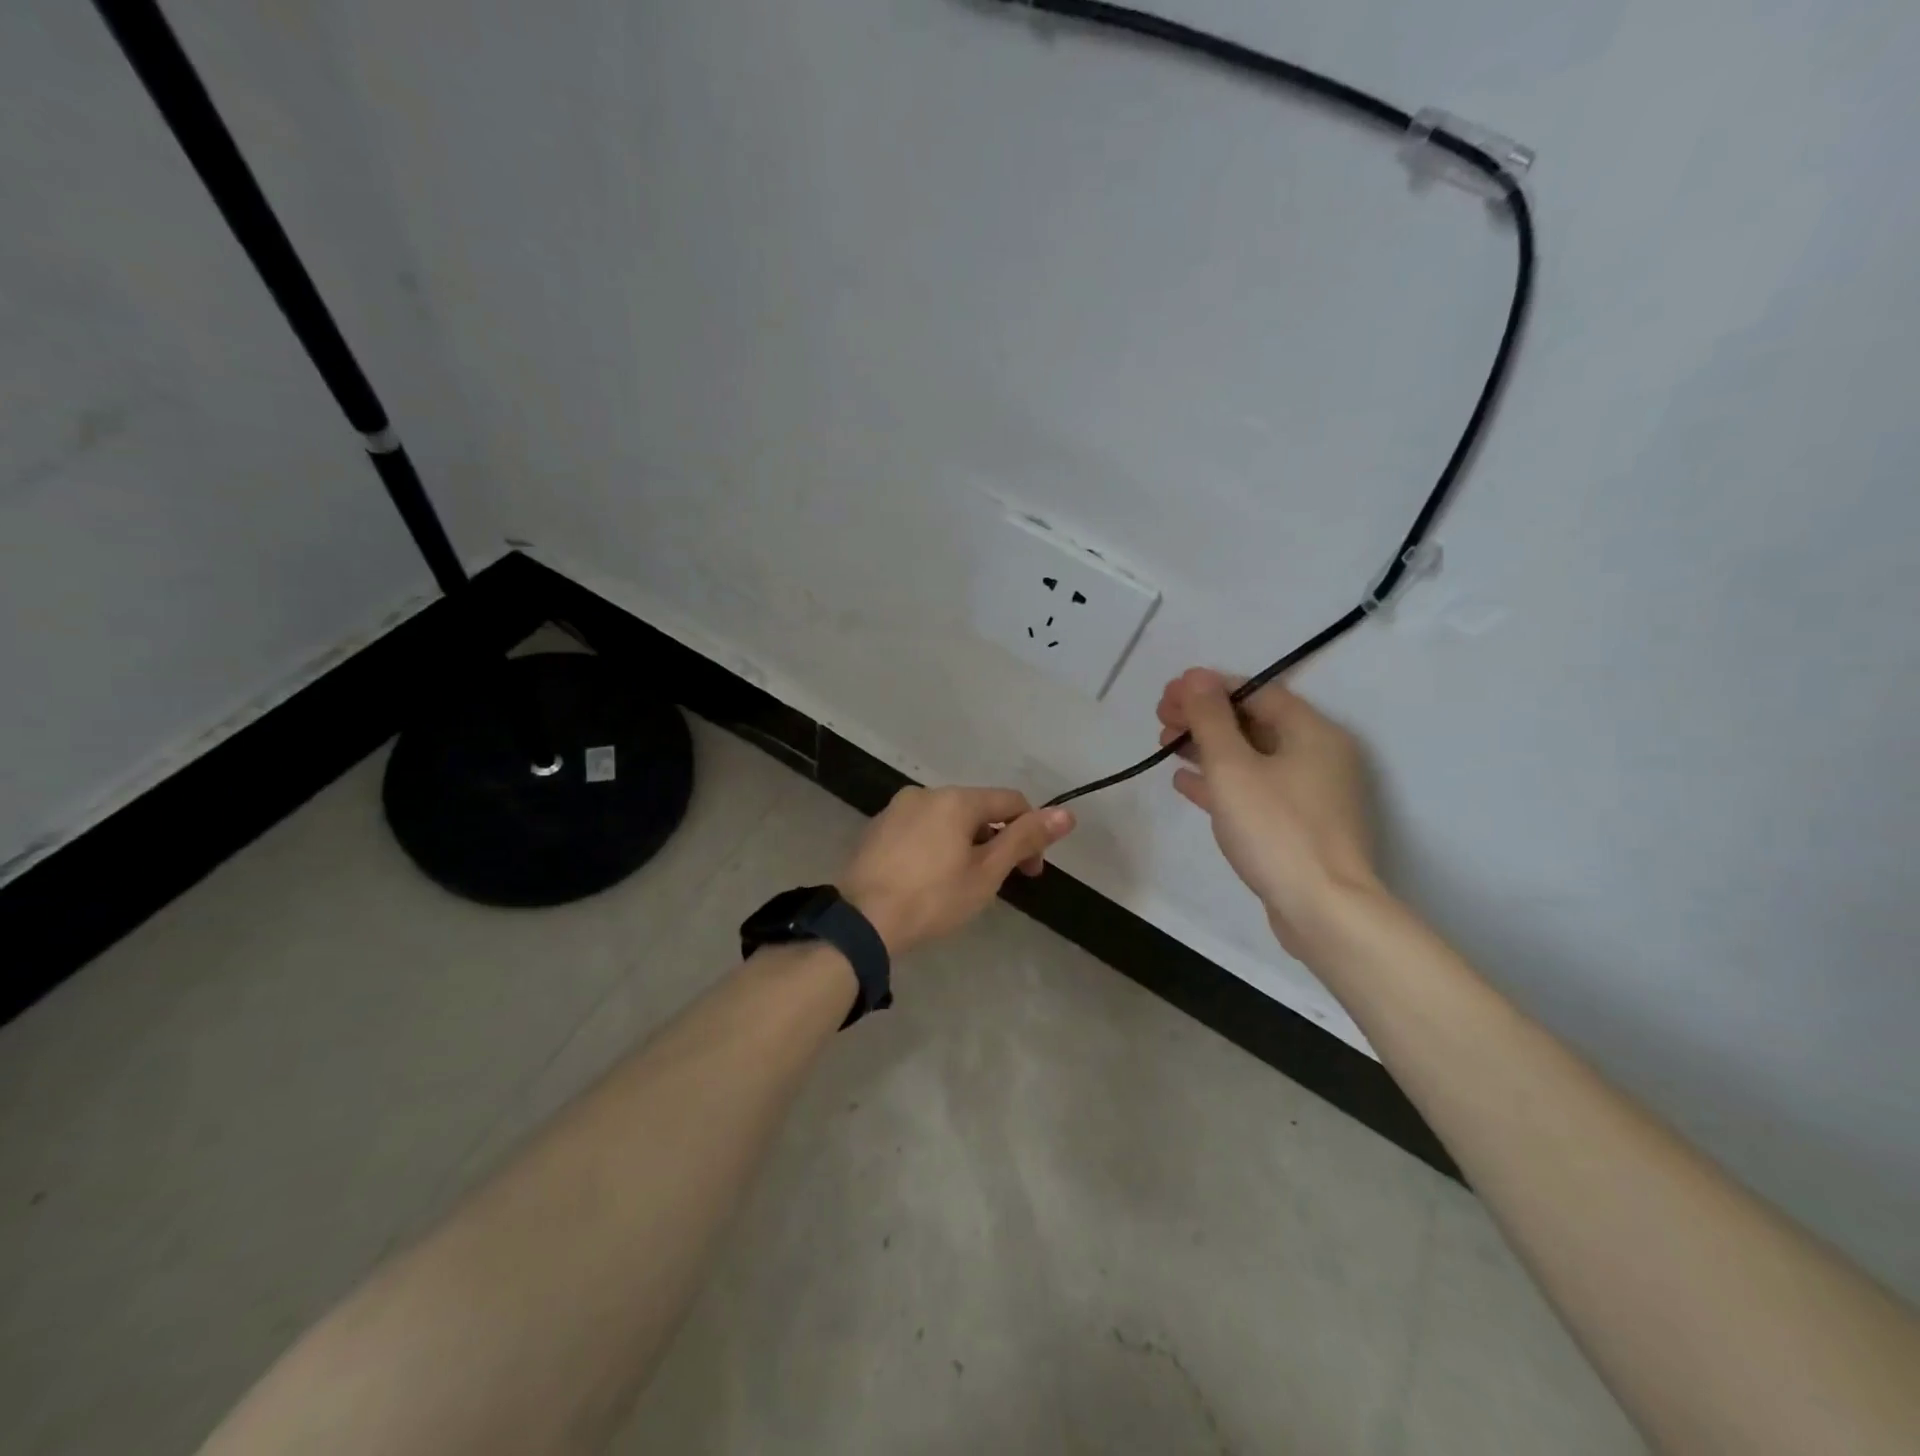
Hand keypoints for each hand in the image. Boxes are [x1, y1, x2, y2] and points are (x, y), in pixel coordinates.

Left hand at [837, 787, 1075, 955]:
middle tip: (997, 884)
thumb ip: (1025, 839)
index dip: (1031, 833)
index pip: (1010, 802)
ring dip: (965, 845)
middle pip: (977, 810)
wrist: (861, 922)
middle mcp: (925, 793)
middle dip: (996, 841)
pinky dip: (935, 848)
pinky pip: (919, 830)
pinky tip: (928, 880)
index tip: (1030, 872)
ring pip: (947, 821)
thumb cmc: (933, 899)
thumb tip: (1067, 813)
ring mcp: (896, 810)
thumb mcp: (986, 872)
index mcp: (955, 799)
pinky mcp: (876, 830)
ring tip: (961, 886)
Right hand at [1157, 668, 1381, 957]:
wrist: (1322, 910)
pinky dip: (1220, 781)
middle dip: (1204, 717)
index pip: (1257, 692)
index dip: (1210, 688)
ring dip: (1207, 748)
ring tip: (1165, 746)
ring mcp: (1309, 793)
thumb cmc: (1276, 829)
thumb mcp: (1233, 767)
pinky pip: (1253, 789)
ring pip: (1251, 757)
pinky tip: (1185, 782)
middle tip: (1161, 719)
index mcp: (1311, 732)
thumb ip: (1210, 719)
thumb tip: (1196, 677)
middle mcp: (1317, 755)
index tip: (1169, 693)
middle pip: (1253, 722)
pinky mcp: (1297, 825)